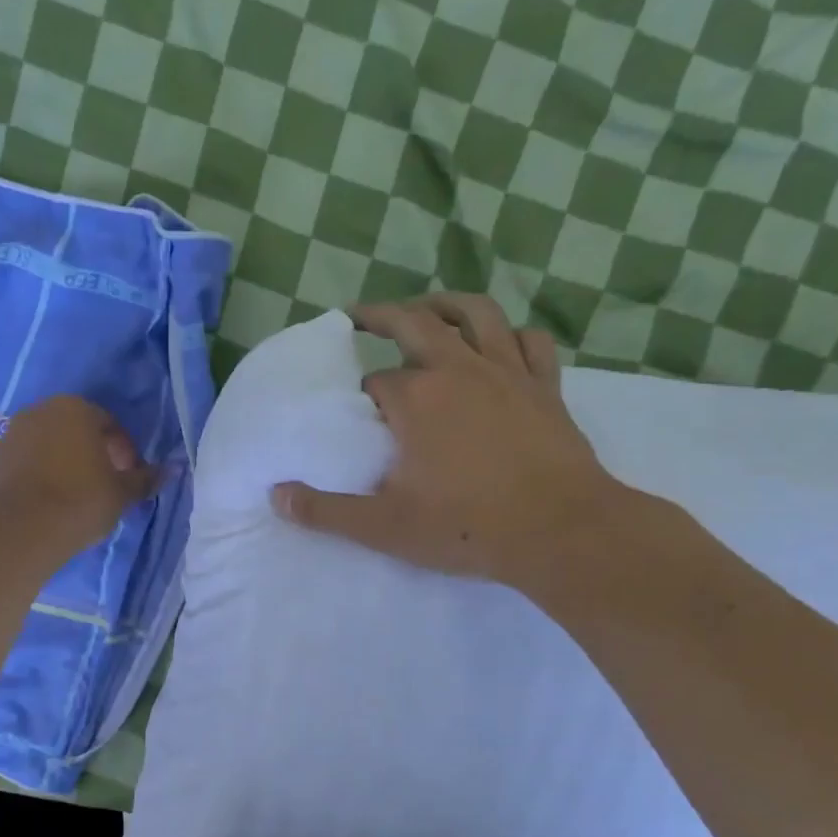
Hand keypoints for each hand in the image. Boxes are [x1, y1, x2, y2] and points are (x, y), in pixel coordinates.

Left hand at [0, 395, 157, 548]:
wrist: (20, 529)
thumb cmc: (81, 501)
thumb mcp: (122, 493)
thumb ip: (145, 479)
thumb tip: (171, 470)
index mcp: (75, 408)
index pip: (110, 425)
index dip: (125, 452)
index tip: (129, 478)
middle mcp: (39, 412)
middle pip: (76, 431)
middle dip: (93, 455)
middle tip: (105, 486)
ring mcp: (10, 435)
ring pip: (48, 447)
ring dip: (64, 465)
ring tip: (75, 498)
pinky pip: (25, 466)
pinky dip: (39, 478)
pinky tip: (48, 505)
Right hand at [270, 294, 626, 587]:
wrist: (561, 532)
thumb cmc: (468, 527)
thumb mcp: (384, 527)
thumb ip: (326, 511)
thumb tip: (276, 497)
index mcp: (416, 399)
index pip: (376, 383)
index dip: (362, 395)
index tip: (358, 413)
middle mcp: (458, 370)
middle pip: (416, 323)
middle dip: (383, 315)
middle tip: (360, 314)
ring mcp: (507, 372)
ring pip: (476, 315)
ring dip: (445, 304)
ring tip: (426, 308)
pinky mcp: (545, 387)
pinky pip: (530, 342)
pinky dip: (511, 334)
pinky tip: (500, 342)